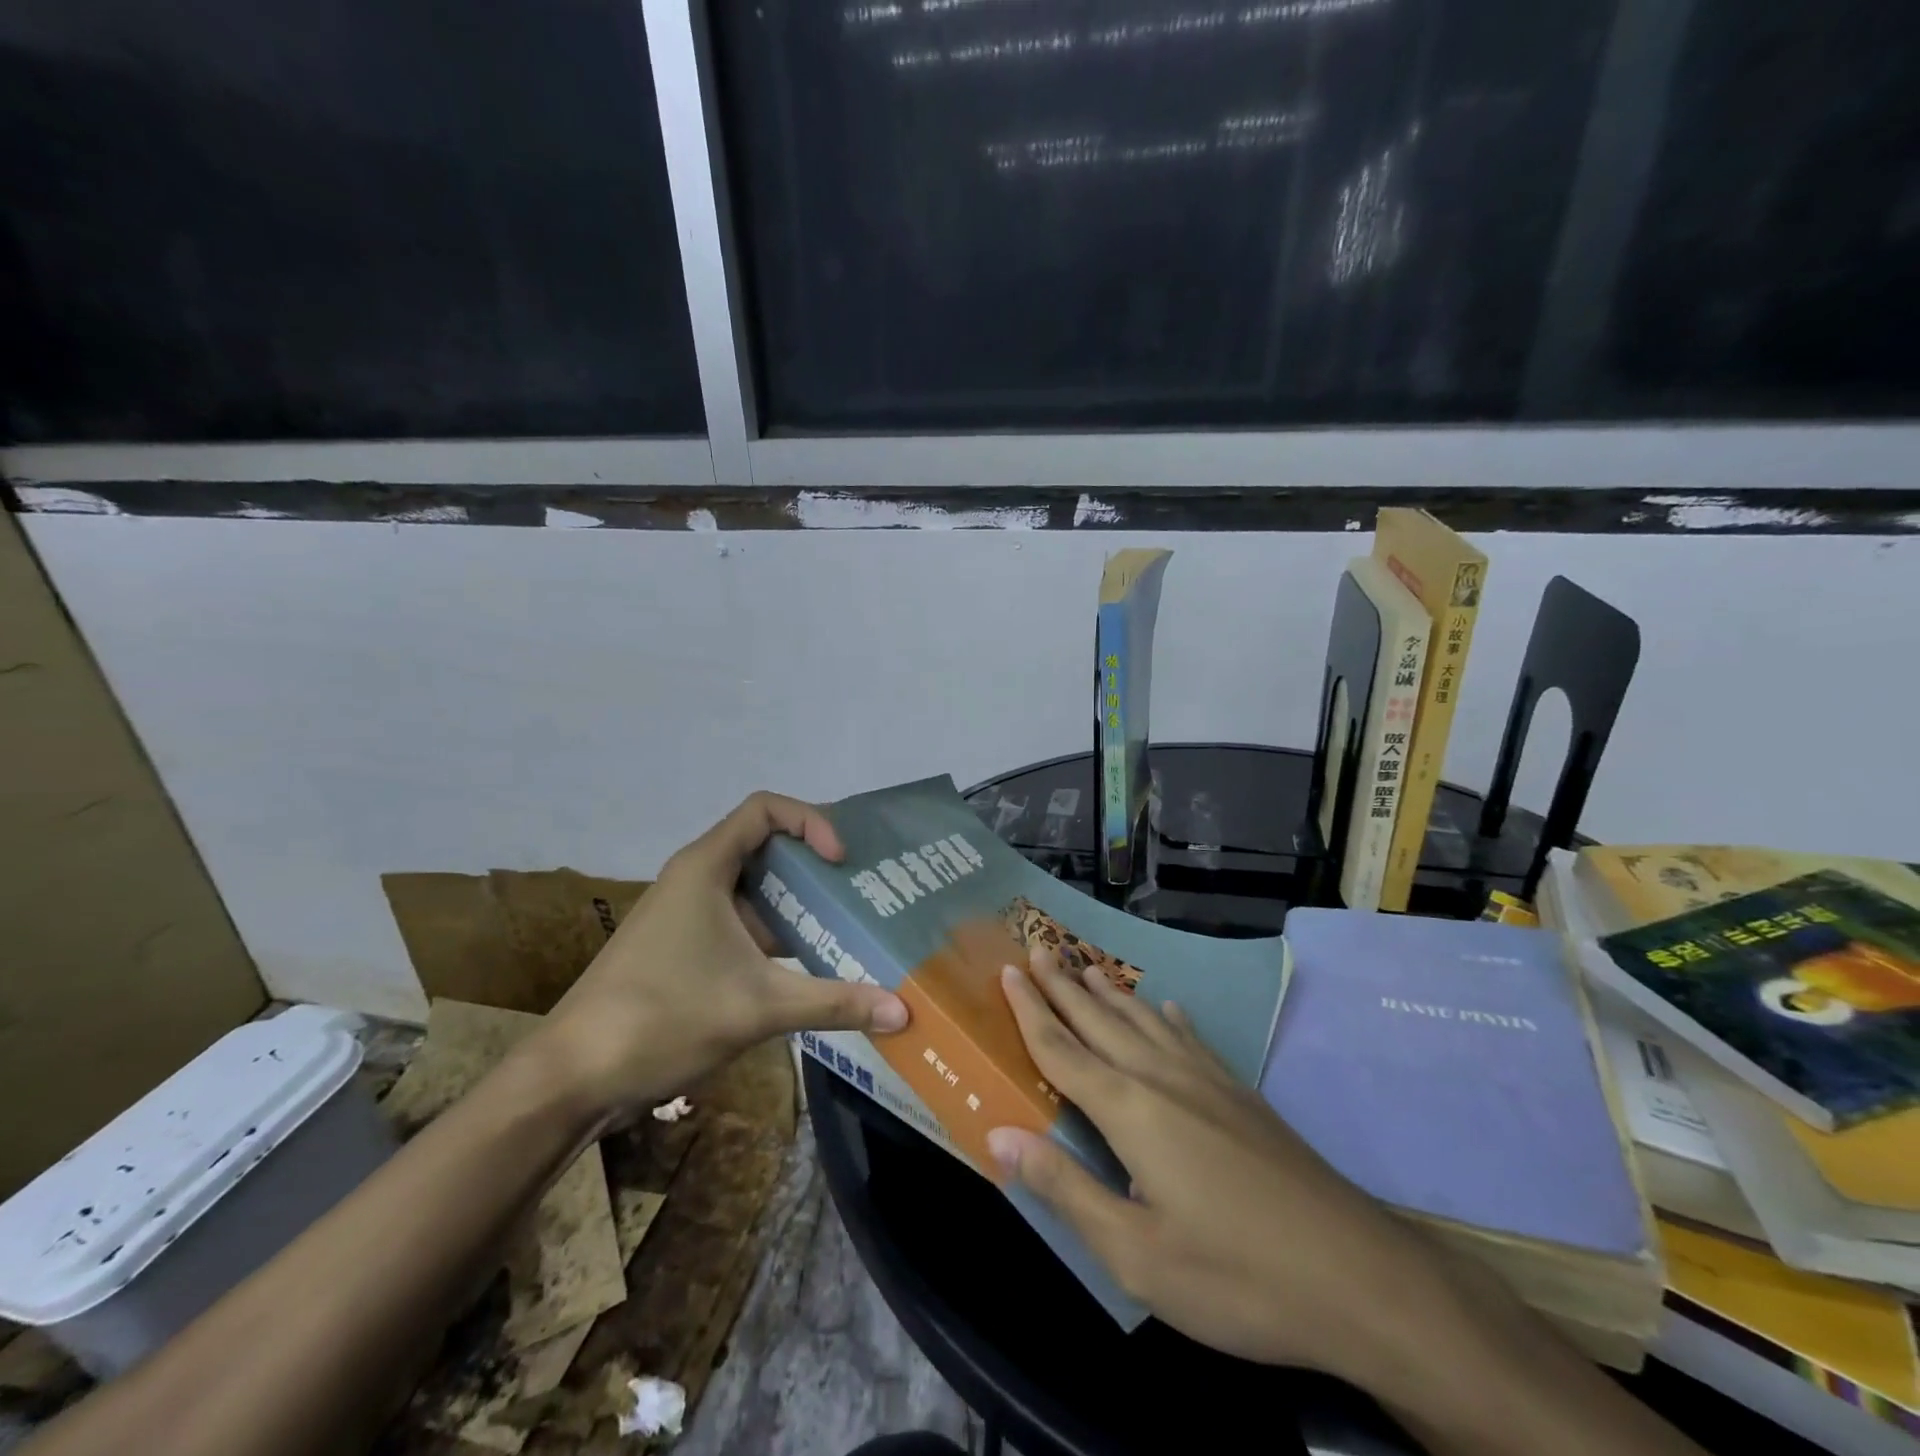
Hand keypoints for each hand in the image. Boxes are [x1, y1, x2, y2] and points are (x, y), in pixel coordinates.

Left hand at [528, 792, 908, 1118]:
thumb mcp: (759, 1007)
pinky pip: (742, 922)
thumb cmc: (662, 1018)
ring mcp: (688, 915)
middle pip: (765, 846)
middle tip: (862, 889)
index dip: (810, 822)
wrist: (571, 1078)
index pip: (765, 809)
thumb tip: (904, 1012)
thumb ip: (835, 1003)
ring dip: (798, 903)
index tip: (839, 862)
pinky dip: (777, 933)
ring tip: (848, 924)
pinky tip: (811, 964)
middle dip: (814, 864)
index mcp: (706, 867)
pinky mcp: (684, 947)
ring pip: (754, 889)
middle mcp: (696, 879)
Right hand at [985, 949, 1456, 1388]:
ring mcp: (1207, 1080)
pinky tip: (1171, 1011)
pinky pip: (1192, 1039)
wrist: (1356, 1274)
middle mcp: (1162, 1077)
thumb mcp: (1136, 1253)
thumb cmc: (1234, 1275)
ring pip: (1144, 1020)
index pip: (1063, 1049)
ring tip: (1086, 965)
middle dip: (1063, 984)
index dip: (1030, 1010)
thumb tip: (999, 1135)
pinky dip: (1169, 1019)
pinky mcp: (1241, 1094)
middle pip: (1099, 1020)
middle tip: (1036, 947)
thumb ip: (1064, 1189)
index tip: (1007, 969)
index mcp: (1129, 1110)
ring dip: (1109, 992)